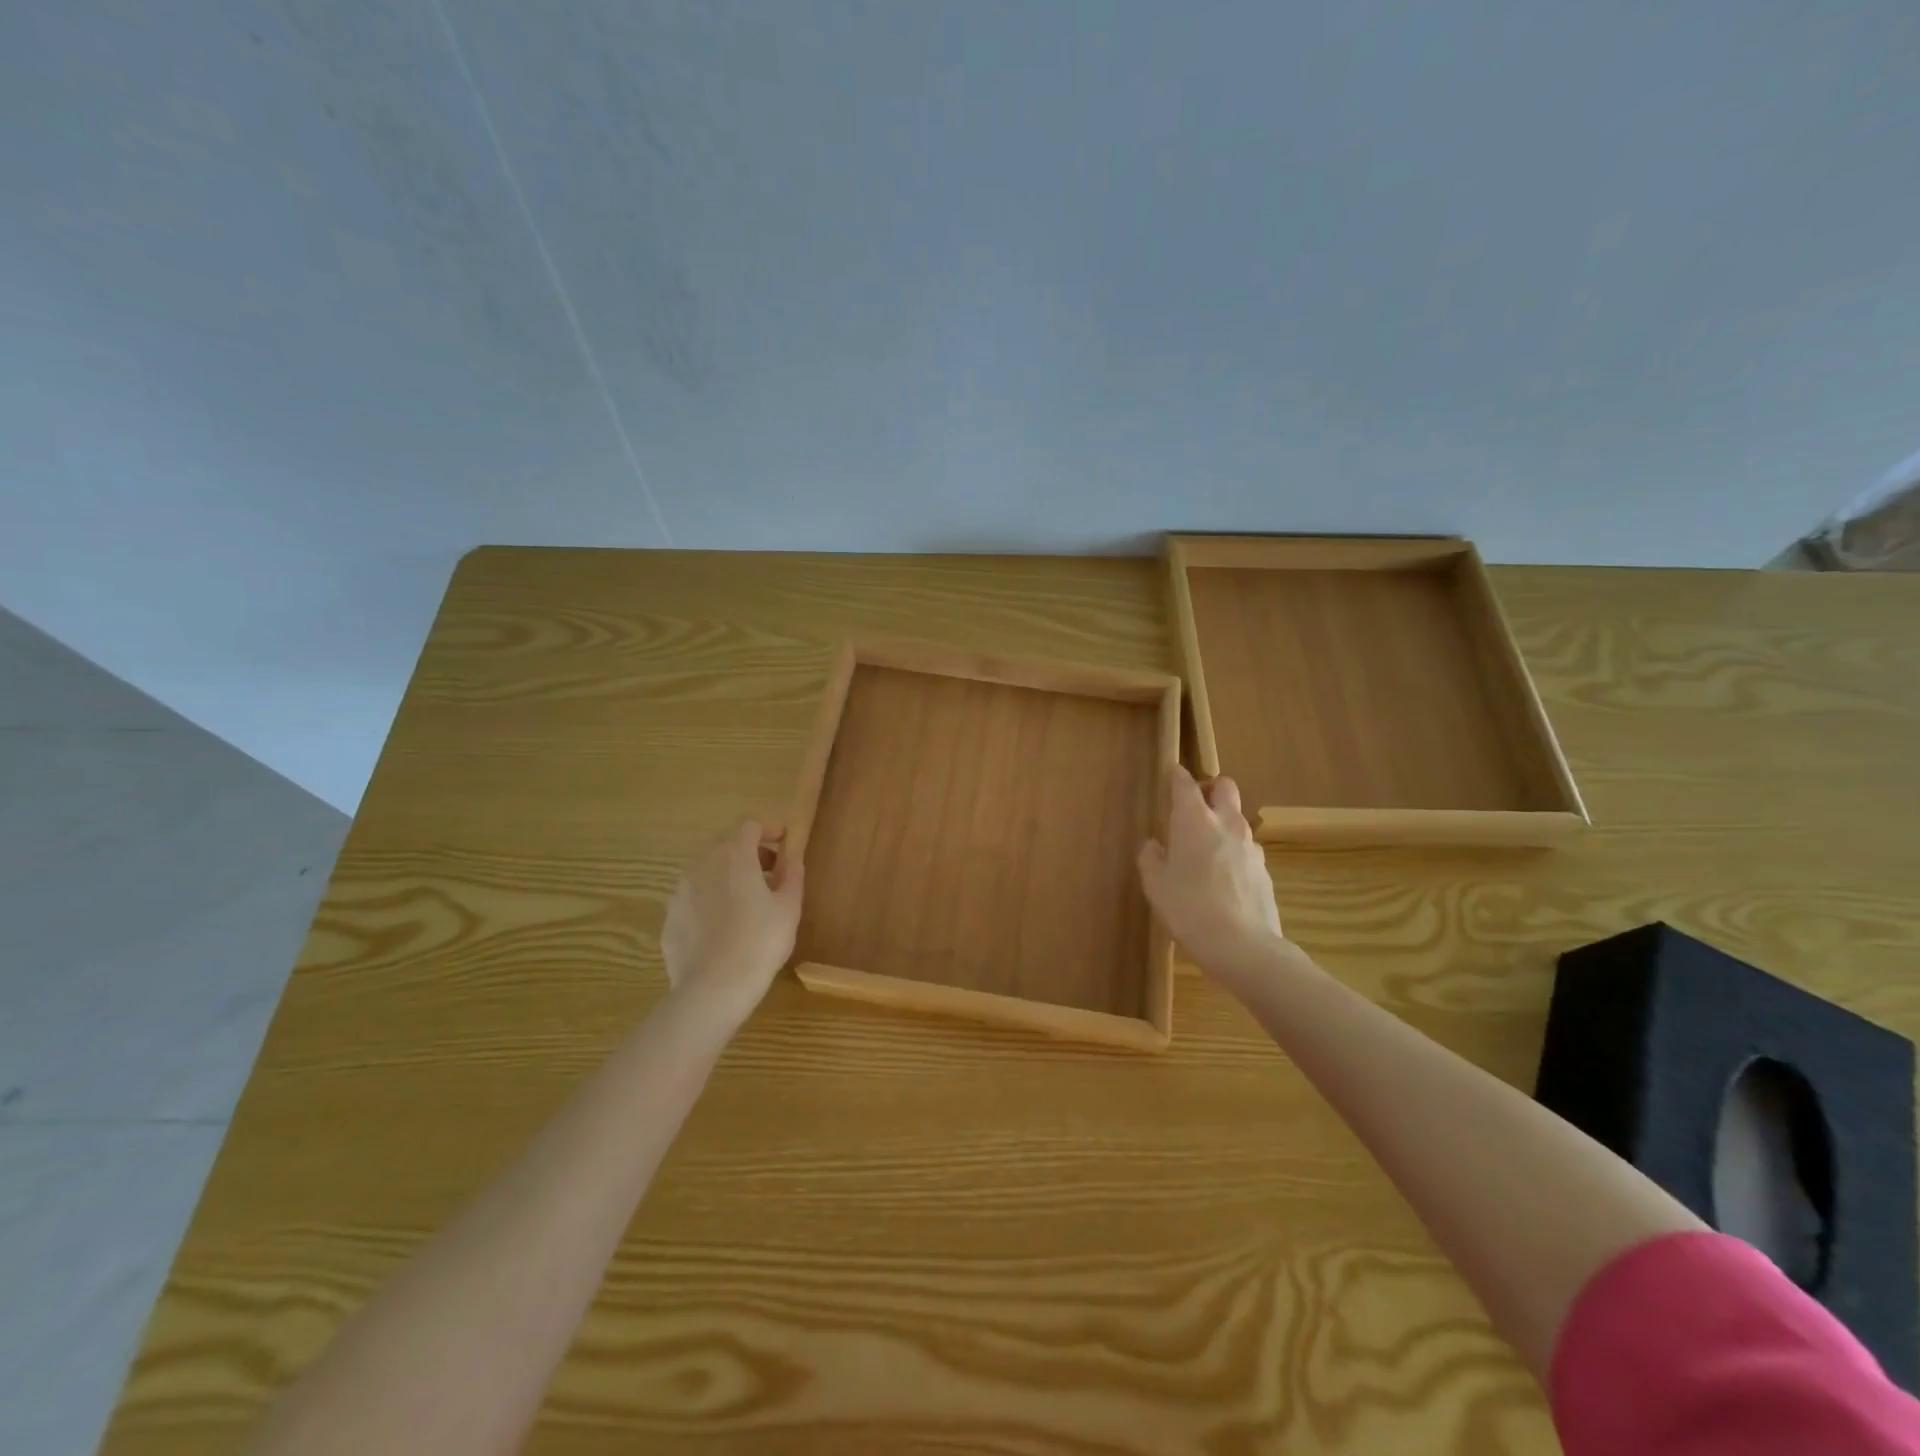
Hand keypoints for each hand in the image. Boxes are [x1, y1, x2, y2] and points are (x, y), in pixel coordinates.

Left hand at [662, 821, 804, 1027]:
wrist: (713, 989)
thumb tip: (792, 859)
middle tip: (770, 873)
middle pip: (726, 844)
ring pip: (706, 871)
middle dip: (749, 851)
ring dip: (727, 875)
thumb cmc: (760, 942)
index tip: (786, 842)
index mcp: (734, 856)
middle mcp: (702, 864)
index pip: (751, 825)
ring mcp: (680, 891)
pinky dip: (710, 901)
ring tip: (747, 901)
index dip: (770, 829)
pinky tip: (723, 928)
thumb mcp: (789, 907)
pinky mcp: (669, 918)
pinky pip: (694, 898)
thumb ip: (792, 875)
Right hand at [1137, 767, 1287, 987]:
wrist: (1242, 946)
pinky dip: (1234, 851)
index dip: (1176, 775)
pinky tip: (1223, 877)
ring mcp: (1250, 845)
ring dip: (1223, 822)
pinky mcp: (1264, 868)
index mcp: (1194, 820)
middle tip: (1193, 808)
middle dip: (1210, 789)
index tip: (1170, 774)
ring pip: (1237, 818)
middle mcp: (1226, 823)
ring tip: (1205, 849)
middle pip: (1224, 787)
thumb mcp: (1155, 885)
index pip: (1185, 782)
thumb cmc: (1188, 908)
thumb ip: (1151, 858)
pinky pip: (1246, 847)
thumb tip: (1154, 845)